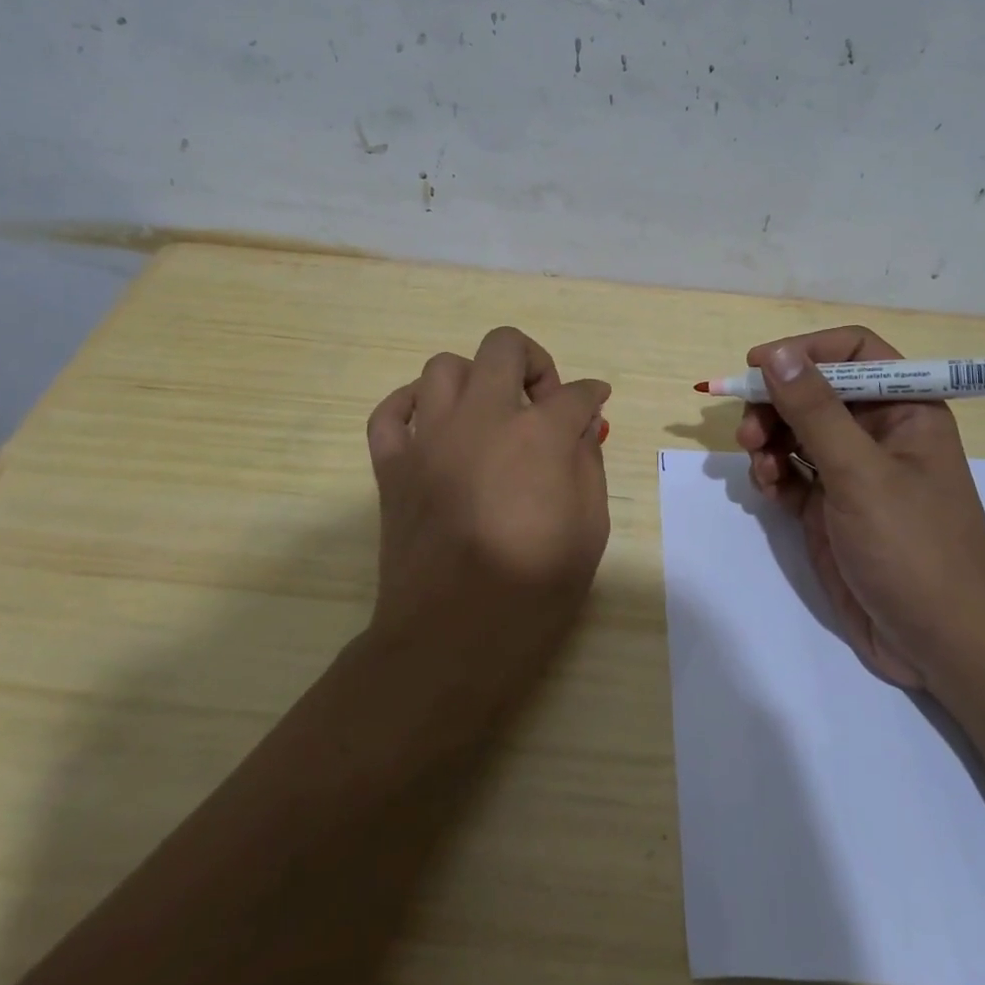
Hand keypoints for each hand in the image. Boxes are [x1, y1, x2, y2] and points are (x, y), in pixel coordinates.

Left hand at [364, 326, 611, 710]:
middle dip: (533, 361)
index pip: (574, 392)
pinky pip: (390, 412)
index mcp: (537, 435)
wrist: (452, 638)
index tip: (595, 404)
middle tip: (541, 399)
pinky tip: (431, 421)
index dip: (592, 395)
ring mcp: (429, 438)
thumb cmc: (533, 590)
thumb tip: (581, 426)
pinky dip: (409, 405)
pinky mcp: (392, 464)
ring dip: (474, 379)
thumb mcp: (589, 529)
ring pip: (444, 367)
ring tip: (488, 412)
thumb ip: (587, 464)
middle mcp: (481, 419)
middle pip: (503, 346)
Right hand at [736, 326, 984, 689]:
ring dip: (768, 441)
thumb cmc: (912, 547)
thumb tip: (777, 353)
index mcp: (904, 409)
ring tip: (759, 468)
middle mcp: (877, 432)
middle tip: (748, 431)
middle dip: (776, 404)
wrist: (937, 643)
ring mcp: (851, 471)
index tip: (759, 365)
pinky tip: (770, 492)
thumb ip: (815, 411)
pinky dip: (773, 475)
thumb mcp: (860, 473)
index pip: (853, 351)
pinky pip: (790, 471)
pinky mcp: (829, 506)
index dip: (805, 351)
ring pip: (795, 431)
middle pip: (813, 390)